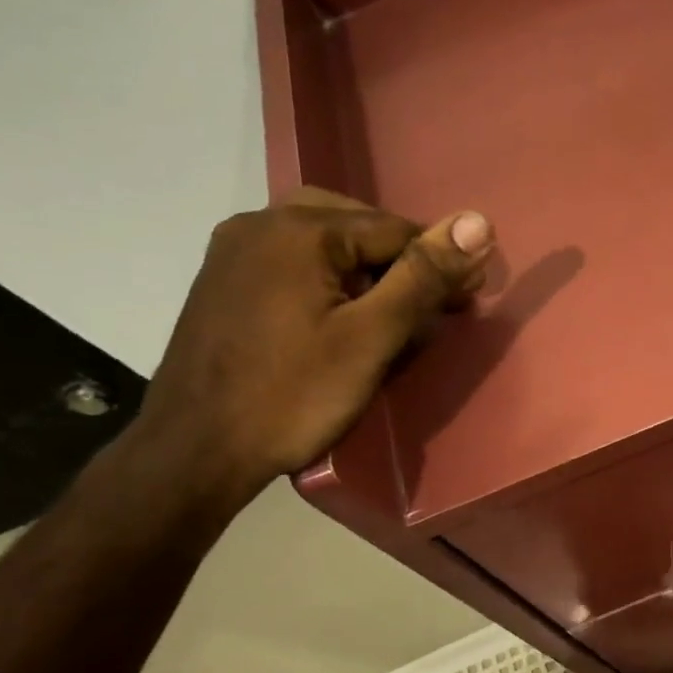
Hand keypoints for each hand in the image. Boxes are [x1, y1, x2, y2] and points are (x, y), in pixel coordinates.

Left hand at [134, 187, 494, 504]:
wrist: (195, 451)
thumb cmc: (292, 396)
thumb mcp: (371, 338)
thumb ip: (424, 276)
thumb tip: (477, 221)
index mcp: (299, 230)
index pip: (395, 228)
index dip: (440, 262)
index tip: (468, 300)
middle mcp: (259, 223)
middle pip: (356, 226)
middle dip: (401, 262)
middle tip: (432, 307)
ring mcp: (233, 251)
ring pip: (322, 242)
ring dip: (365, 270)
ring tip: (392, 312)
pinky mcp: (223, 281)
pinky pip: (292, 261)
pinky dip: (329, 278)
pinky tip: (341, 315)